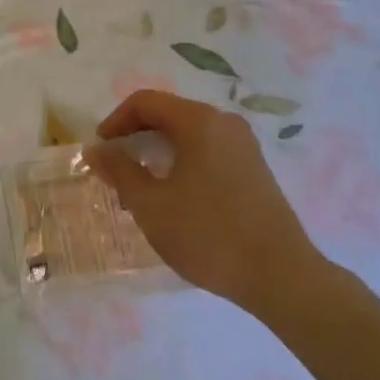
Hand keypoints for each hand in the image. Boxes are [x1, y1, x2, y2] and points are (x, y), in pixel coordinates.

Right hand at [88, 91, 327, 314]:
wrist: (283, 277)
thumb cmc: (210, 235)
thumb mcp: (152, 206)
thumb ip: (120, 172)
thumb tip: (96, 150)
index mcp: (198, 121)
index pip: (145, 102)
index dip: (116, 121)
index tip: (100, 150)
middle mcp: (223, 122)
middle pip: (168, 114)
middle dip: (136, 137)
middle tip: (118, 170)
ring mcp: (244, 144)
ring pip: (188, 134)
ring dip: (159, 152)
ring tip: (143, 188)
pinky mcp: (255, 168)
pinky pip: (208, 150)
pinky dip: (184, 162)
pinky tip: (177, 197)